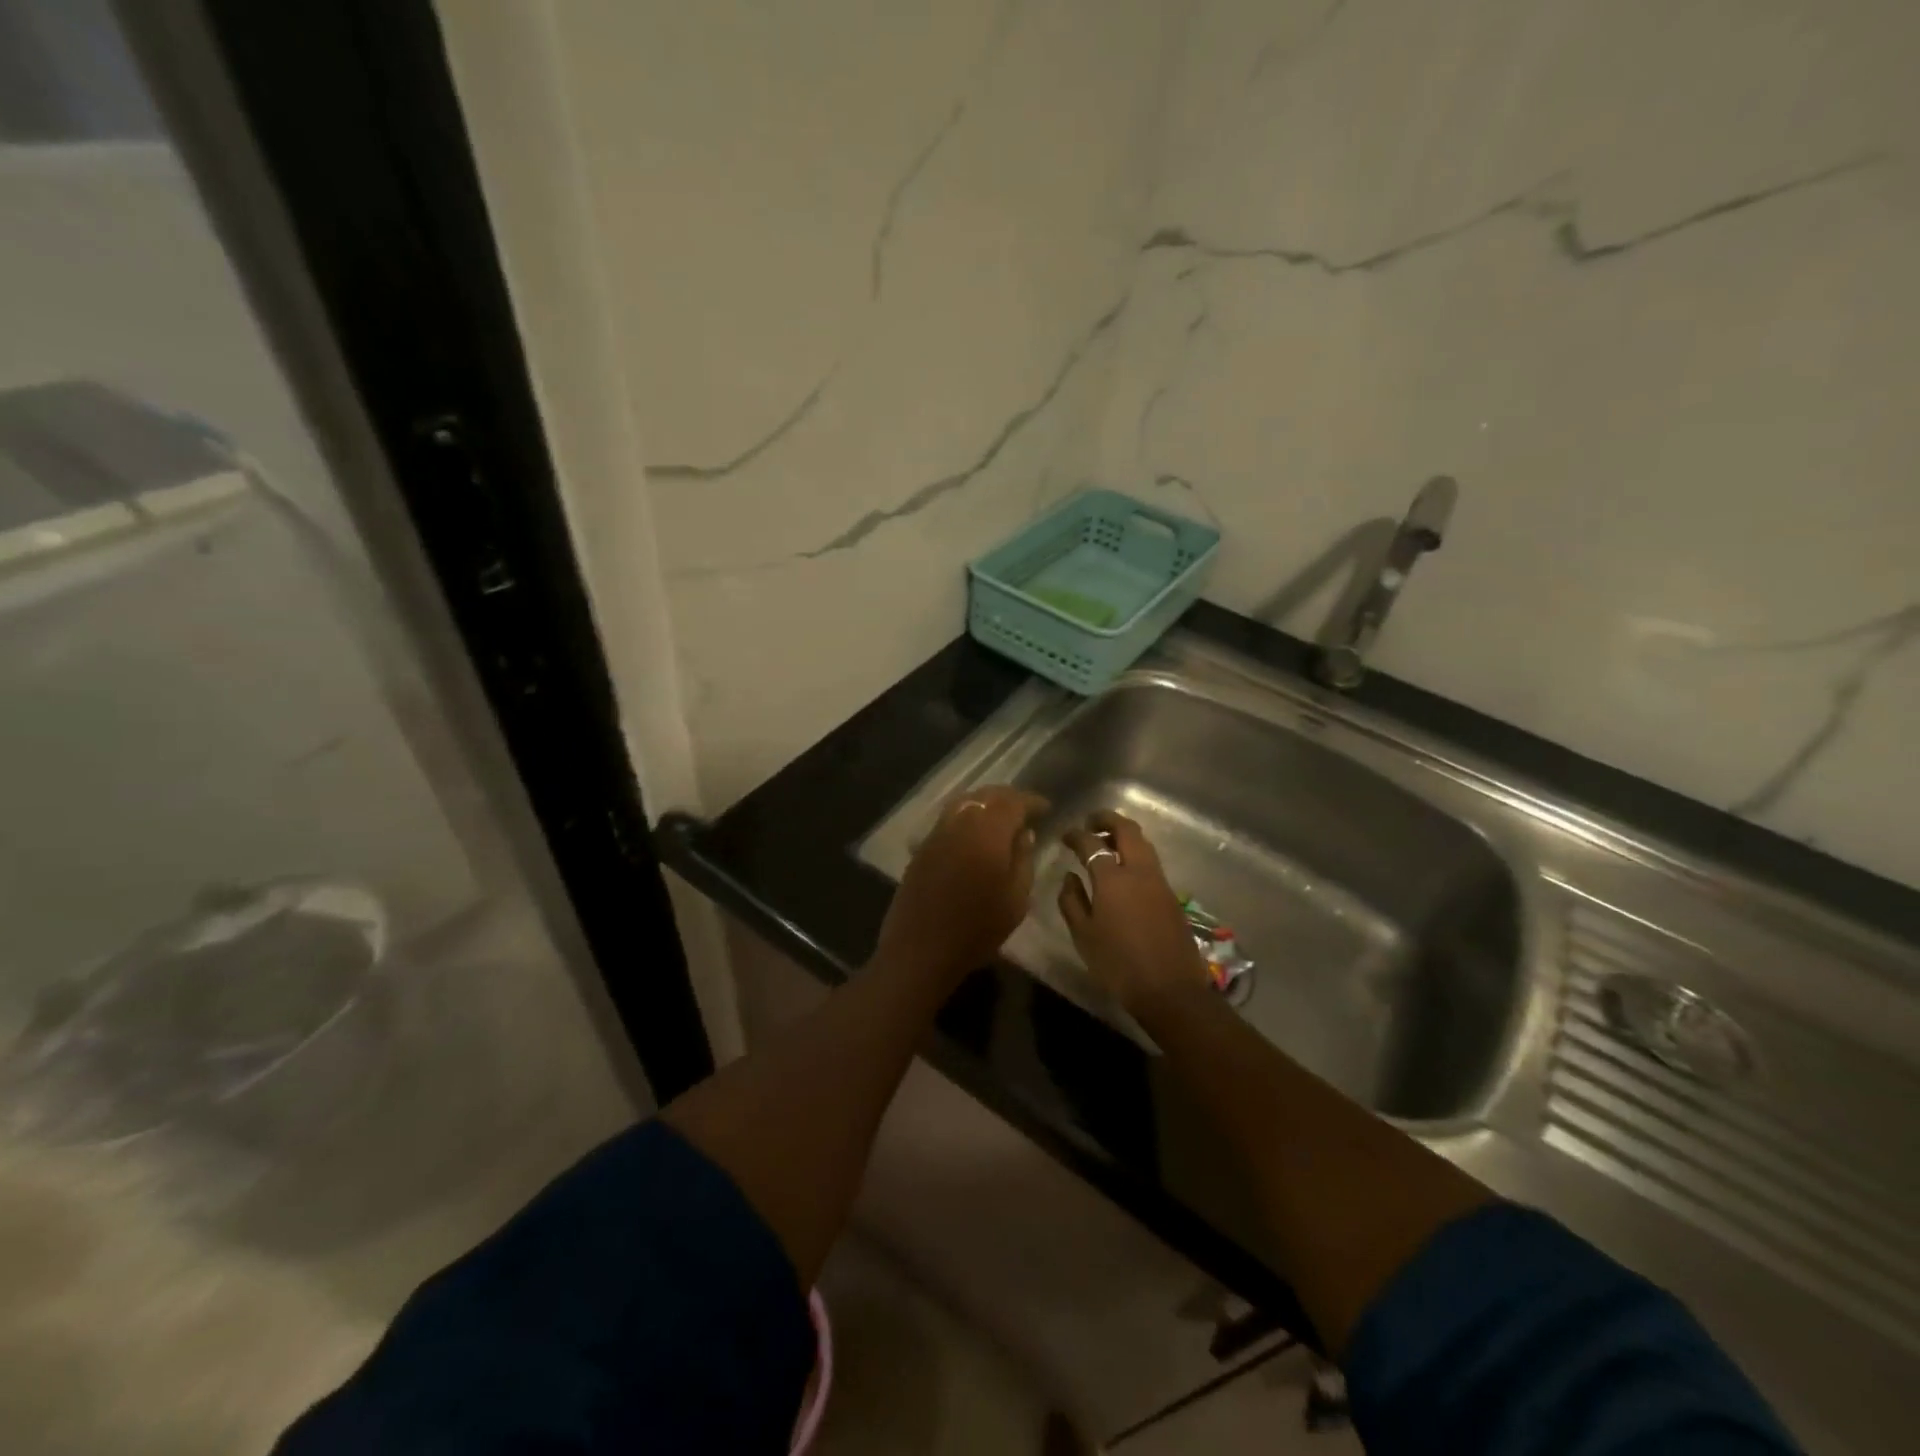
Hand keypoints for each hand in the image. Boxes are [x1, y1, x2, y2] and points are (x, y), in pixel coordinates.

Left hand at [875, 785, 1048, 981]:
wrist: (921, 948)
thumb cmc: (977, 928)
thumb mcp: (1016, 899)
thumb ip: (1023, 859)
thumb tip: (1025, 833)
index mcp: (987, 832)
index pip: (1013, 802)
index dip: (1031, 801)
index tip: (1046, 808)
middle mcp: (960, 822)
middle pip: (987, 796)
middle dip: (1009, 798)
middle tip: (1026, 810)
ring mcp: (937, 832)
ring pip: (965, 802)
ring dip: (986, 803)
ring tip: (1002, 817)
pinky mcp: (923, 846)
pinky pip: (950, 817)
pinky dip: (968, 815)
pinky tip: (976, 832)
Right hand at [1057, 811, 1208, 1012]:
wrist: (1169, 989)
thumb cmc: (1118, 964)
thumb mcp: (1083, 935)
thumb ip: (1071, 900)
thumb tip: (1070, 876)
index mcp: (1113, 878)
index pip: (1091, 844)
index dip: (1076, 835)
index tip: (1066, 835)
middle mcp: (1139, 871)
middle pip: (1127, 830)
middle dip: (1108, 820)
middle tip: (1091, 822)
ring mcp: (1159, 882)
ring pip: (1143, 843)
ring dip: (1124, 835)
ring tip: (1106, 842)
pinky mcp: (1170, 895)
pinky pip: (1151, 861)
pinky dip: (1135, 853)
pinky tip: (1124, 869)